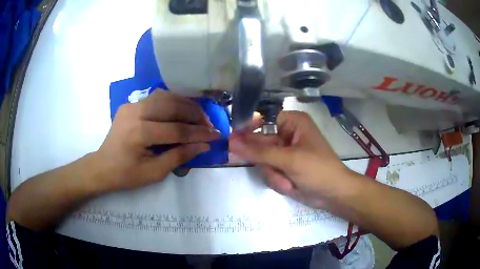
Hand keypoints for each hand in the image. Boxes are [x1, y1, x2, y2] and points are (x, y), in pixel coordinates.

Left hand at [92, 90, 219, 192]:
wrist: (102, 166)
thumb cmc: (126, 175)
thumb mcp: (154, 172)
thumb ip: (179, 156)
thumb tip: (203, 145)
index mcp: (139, 133)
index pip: (176, 129)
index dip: (199, 133)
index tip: (216, 135)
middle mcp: (135, 112)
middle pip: (172, 106)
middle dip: (195, 114)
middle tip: (209, 124)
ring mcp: (131, 105)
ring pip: (165, 96)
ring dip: (185, 104)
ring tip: (198, 115)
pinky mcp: (130, 104)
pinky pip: (156, 99)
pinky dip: (172, 103)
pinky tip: (181, 110)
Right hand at [229, 111, 350, 208]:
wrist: (333, 194)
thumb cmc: (317, 170)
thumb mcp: (288, 159)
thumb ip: (258, 151)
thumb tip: (231, 142)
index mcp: (293, 122)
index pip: (263, 120)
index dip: (249, 130)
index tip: (234, 142)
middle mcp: (287, 134)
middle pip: (260, 143)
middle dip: (267, 163)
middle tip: (269, 169)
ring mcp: (284, 153)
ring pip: (262, 161)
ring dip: (274, 175)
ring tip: (288, 182)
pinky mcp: (283, 167)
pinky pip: (268, 171)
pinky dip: (277, 181)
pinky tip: (289, 186)